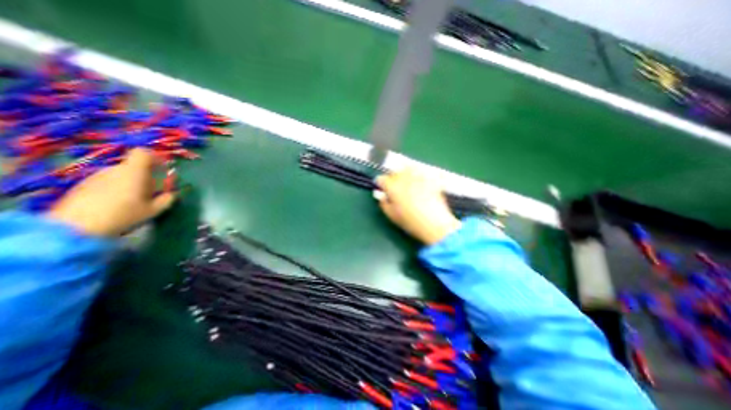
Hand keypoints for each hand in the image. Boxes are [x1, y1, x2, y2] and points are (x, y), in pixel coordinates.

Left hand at [46, 147, 176, 236]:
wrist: (75, 226)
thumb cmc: (124, 214)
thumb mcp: (153, 210)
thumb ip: (166, 200)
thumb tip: (171, 194)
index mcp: (133, 171)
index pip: (143, 153)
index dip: (155, 158)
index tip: (163, 169)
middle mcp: (114, 169)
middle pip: (133, 167)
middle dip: (145, 177)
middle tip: (152, 193)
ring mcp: (95, 177)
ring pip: (120, 175)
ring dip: (131, 184)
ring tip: (133, 201)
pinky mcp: (83, 186)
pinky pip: (107, 183)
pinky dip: (116, 189)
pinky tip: (115, 205)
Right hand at [373, 167, 457, 245]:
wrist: (435, 223)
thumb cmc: (410, 222)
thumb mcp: (391, 215)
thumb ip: (383, 203)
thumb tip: (382, 196)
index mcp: (392, 186)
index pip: (381, 179)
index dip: (380, 185)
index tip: (383, 190)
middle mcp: (404, 177)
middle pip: (394, 173)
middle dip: (393, 180)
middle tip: (396, 190)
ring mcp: (419, 177)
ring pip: (408, 169)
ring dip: (405, 175)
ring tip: (408, 184)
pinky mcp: (431, 179)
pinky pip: (422, 173)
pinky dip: (419, 176)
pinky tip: (421, 185)